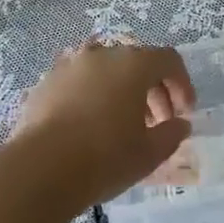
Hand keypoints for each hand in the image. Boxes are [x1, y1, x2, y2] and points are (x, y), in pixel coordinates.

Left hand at [6, 39, 195, 213]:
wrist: (40, 168)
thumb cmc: (104, 158)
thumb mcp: (150, 153)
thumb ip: (171, 134)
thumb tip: (179, 124)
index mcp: (132, 64)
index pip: (168, 60)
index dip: (182, 84)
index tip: (183, 113)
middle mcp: (101, 54)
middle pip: (136, 62)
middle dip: (152, 90)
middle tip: (157, 123)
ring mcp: (70, 65)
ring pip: (105, 70)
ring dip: (121, 91)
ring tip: (123, 125)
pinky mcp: (46, 81)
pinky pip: (79, 82)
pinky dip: (92, 95)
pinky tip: (89, 126)